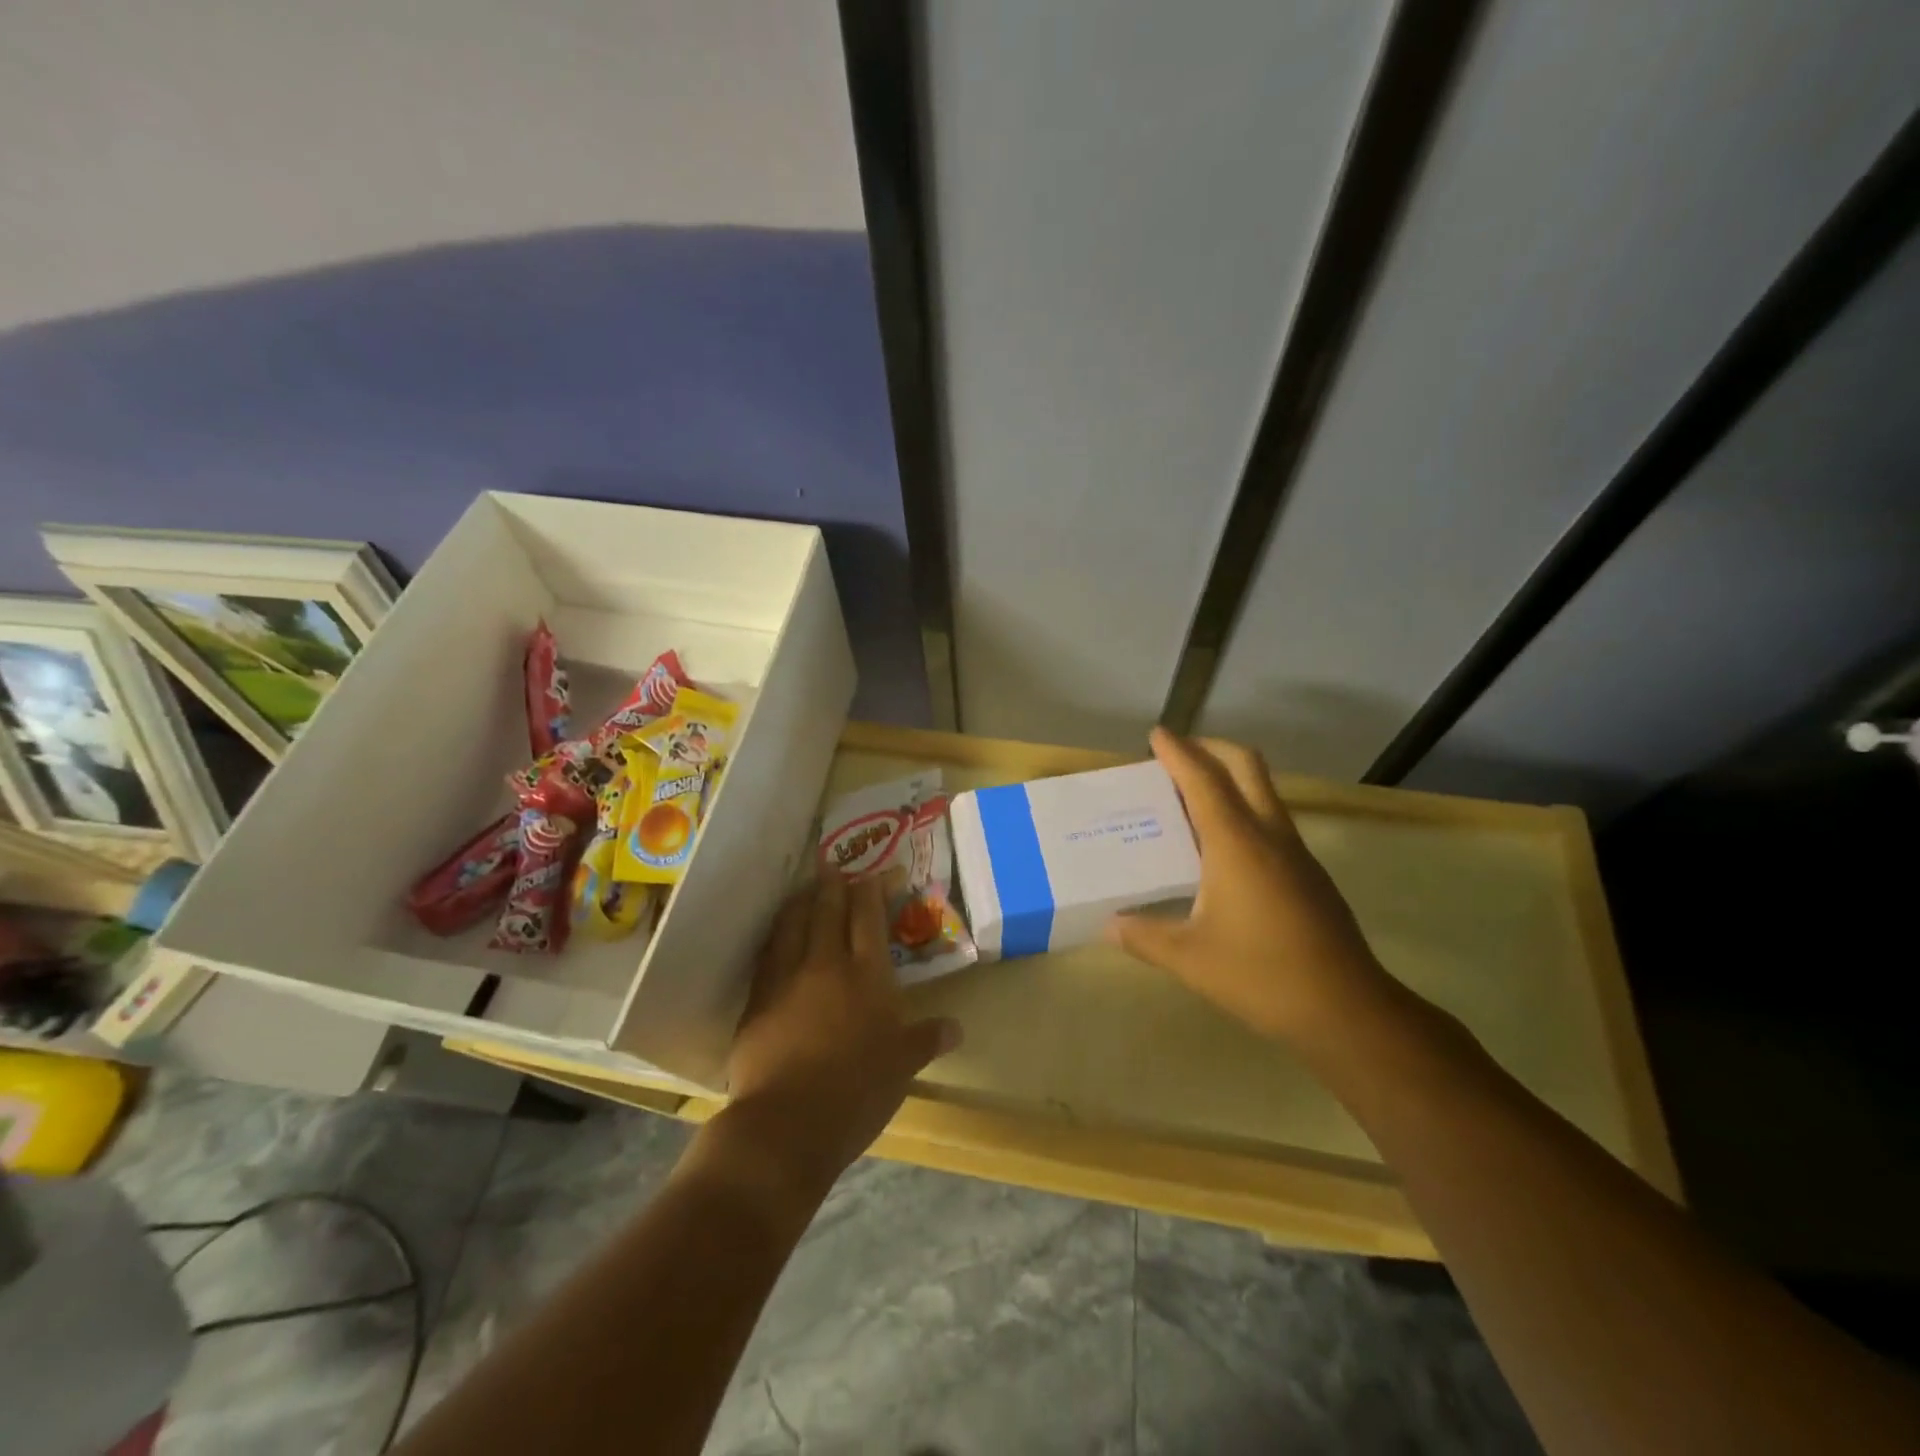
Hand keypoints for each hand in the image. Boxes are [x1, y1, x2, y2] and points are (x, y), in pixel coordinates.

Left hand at [721, 874, 961, 1197]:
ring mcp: (787, 979)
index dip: (875, 889)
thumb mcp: (902, 1067)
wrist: (787, 1123)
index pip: (870, 917)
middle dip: (834, 885)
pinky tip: (777, 934)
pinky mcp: (758, 999)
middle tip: (834, 865)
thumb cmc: (856, 1092)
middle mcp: (826, 964)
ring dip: (801, 902)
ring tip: (805, 889)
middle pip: (828, 910)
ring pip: (793, 924)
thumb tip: (956, 1027)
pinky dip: (776, 935)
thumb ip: (926, 1039)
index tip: (880, 873)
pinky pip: (768, 953)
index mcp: (867, 975)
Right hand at [1108, 729, 1393, 1045]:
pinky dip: (1244, 810)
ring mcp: (1296, 852)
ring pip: (1263, 791)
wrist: (1348, 1010)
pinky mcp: (1309, 873)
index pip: (1202, 780)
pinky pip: (1272, 820)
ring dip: (1230, 778)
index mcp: (1236, 843)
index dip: (1178, 752)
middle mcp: (1269, 835)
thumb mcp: (1190, 958)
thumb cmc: (1262, 975)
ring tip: (1191, 798)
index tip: (1157, 734)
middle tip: (1178, 755)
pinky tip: (1223, 848)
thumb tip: (1108, 926)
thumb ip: (1144, 937)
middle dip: (1211, 748)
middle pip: (1245, 766)